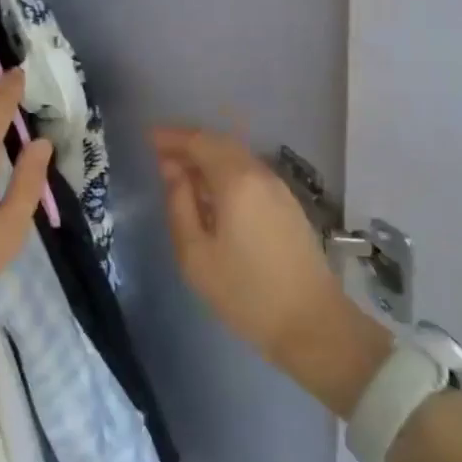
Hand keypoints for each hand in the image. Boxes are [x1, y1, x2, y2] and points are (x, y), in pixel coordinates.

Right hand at [153, 126, 391, 415]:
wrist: (313, 324)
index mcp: (236, 181)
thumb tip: (172, 170)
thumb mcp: (196, 255)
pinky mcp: (288, 204)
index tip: (148, 137)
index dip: (172, 137)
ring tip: (182, 172)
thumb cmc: (246, 293)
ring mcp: (278, 188)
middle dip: (189, 143)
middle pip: (220, 143)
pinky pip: (249, 172)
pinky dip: (225, 170)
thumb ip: (179, 205)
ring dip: (208, 156)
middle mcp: (259, 173)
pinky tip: (212, 192)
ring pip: (237, 156)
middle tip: (160, 152)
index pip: (199, 142)